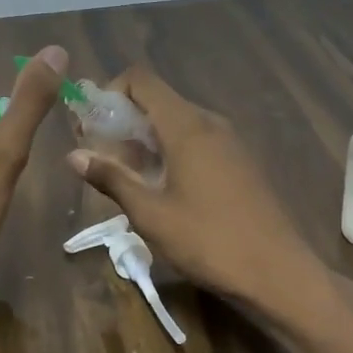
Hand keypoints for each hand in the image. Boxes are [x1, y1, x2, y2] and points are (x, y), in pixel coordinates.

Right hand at [66, 63, 322, 312]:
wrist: (278, 272)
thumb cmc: (208, 241)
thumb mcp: (151, 214)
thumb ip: (112, 178)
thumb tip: (73, 155)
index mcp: (187, 126)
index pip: (141, 80)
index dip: (110, 92)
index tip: (91, 126)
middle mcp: (210, 123)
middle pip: (158, 100)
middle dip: (123, 121)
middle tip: (99, 156)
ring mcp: (230, 142)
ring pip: (177, 123)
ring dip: (146, 139)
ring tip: (125, 177)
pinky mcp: (240, 162)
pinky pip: (197, 141)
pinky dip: (170, 151)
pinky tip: (161, 188)